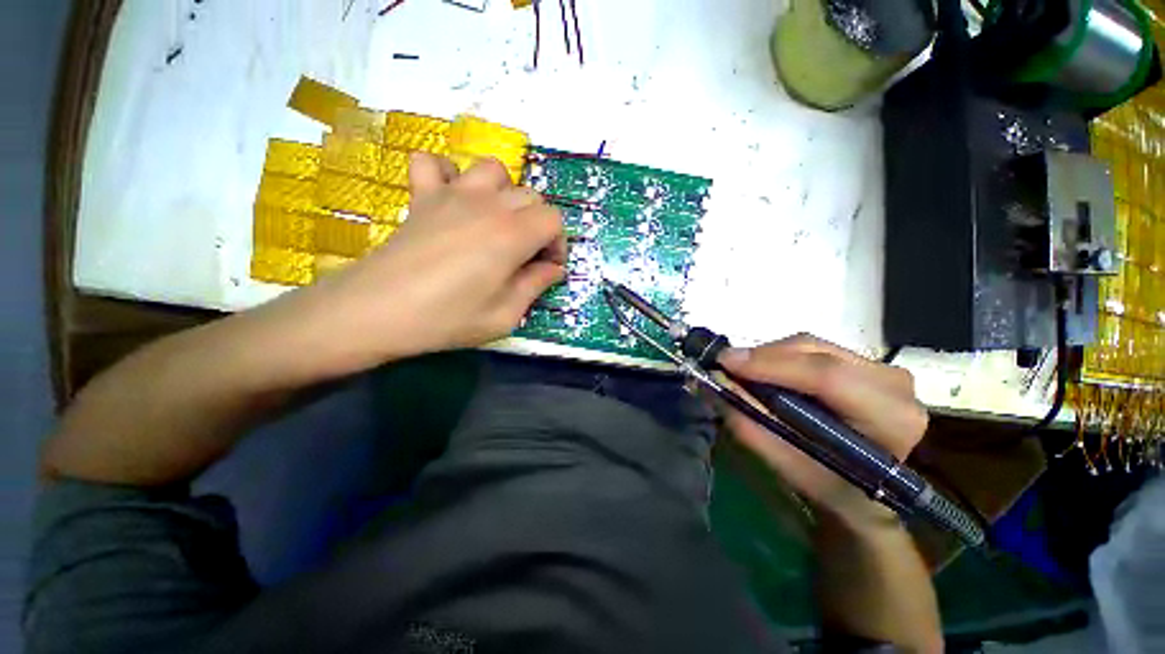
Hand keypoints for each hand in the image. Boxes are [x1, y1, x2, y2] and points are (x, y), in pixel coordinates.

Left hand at [274, 153, 565, 377]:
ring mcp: (452, 194)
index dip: (558, 244)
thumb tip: (554, 270)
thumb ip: (535, 286)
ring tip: (497, 222)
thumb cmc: (447, 318)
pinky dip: (448, 173)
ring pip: (493, 170)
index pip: (553, 219)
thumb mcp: (505, 315)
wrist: (377, 311)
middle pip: (530, 196)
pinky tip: (452, 199)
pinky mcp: (422, 195)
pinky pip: (434, 162)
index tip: (548, 268)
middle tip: (526, 256)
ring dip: (504, 193)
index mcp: (512, 235)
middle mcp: (488, 205)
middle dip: (538, 225)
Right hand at [718, 335, 928, 529]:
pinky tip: (767, 372)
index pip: (827, 376)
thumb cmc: (830, 487)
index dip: (771, 365)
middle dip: (764, 357)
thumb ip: (752, 424)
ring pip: (812, 345)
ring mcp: (882, 368)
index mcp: (890, 417)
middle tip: (727, 367)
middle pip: (816, 353)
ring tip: (743, 371)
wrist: (865, 492)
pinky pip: (814, 348)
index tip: (725, 362)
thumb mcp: (787, 465)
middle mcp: (893, 383)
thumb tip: (717, 383)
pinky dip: (782, 357)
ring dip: (770, 356)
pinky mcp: (866, 362)